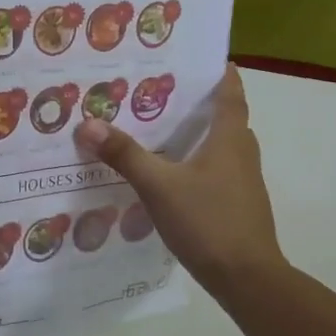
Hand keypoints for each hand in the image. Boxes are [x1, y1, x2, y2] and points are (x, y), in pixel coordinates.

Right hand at [74, 66, 285, 295]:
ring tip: (157, 128)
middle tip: (160, 90)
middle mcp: (242, 153)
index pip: (231, 93)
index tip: (204, 58)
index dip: (221, 73)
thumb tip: (88, 124)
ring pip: (220, 146)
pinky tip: (169, 173)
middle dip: (198, 103)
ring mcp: (243, 181)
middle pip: (224, 118)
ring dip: (196, 134)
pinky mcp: (237, 204)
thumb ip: (125, 155)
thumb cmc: (208, 221)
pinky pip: (216, 170)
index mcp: (230, 138)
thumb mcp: (159, 186)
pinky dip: (195, 162)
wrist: (247, 278)